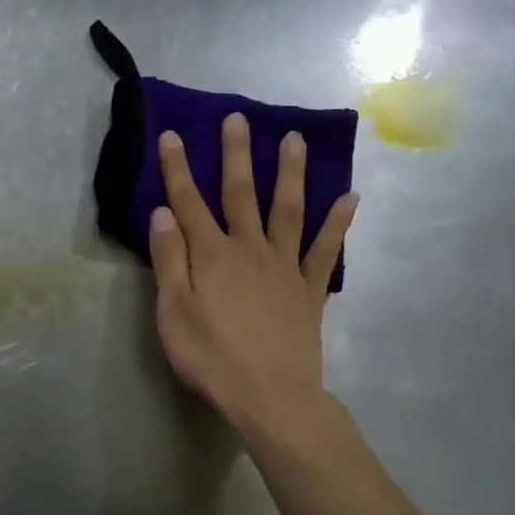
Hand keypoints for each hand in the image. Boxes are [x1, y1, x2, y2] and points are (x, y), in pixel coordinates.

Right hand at [148, 114, 355, 439]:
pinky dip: (338, 223)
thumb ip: (169, 260)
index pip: (189, 202)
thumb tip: (164, 213)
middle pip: (242, 194)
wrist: (270, 395)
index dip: (178, 168)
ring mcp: (285, 266)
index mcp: (211, 255)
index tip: (172, 134)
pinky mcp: (310, 289)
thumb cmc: (212, 357)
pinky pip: (326, 250)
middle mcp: (250, 249)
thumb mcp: (173, 312)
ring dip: (290, 173)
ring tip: (294, 140)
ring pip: (288, 210)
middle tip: (237, 118)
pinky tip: (350, 198)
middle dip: (236, 155)